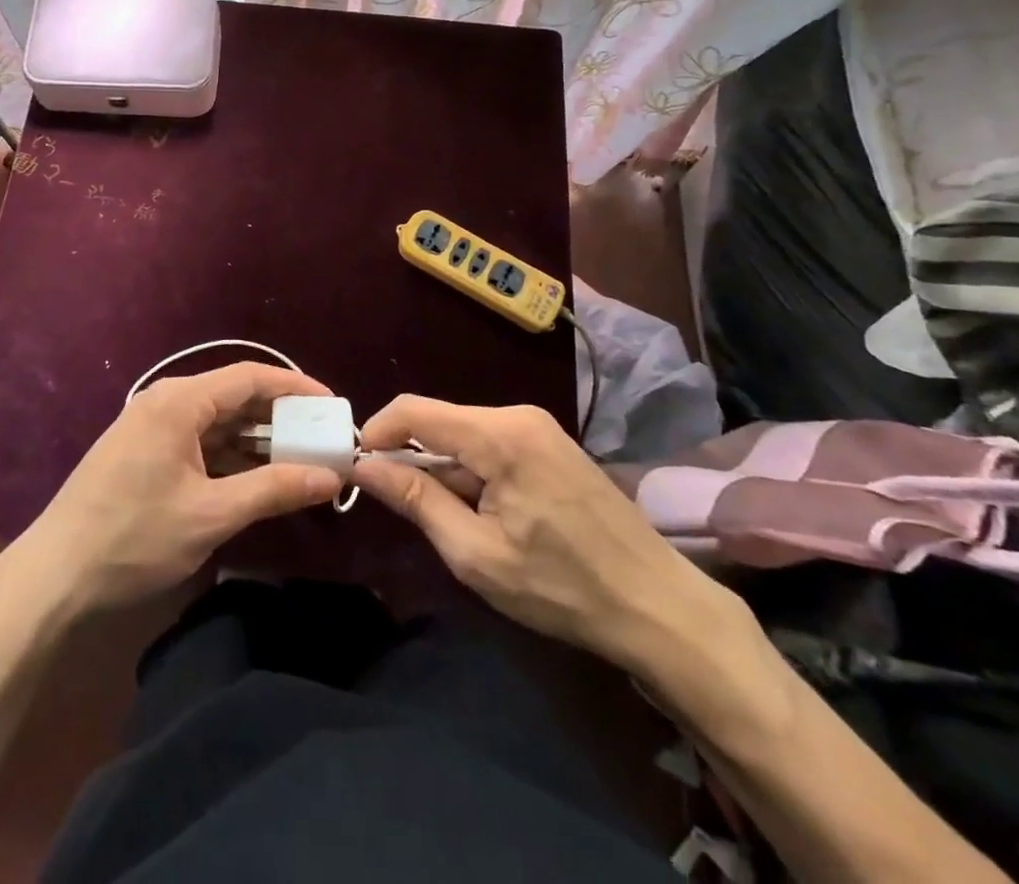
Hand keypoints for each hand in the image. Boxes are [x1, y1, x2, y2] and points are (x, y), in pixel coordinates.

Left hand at [15, 363, 342, 615]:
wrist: (53, 578)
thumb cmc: (134, 538)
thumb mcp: (211, 514)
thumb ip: (273, 489)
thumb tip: (329, 476)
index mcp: (179, 401)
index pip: (250, 377)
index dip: (295, 387)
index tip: (332, 406)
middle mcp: (165, 402)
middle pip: (234, 397)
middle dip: (279, 418)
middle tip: (321, 440)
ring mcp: (151, 427)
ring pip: (217, 422)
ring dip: (256, 441)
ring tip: (298, 462)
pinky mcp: (143, 453)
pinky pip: (198, 442)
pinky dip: (229, 457)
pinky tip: (255, 480)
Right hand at [353, 397, 739, 675]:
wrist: (660, 607)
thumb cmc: (562, 587)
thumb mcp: (476, 553)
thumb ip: (415, 501)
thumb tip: (363, 467)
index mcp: (499, 434)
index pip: (414, 411)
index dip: (377, 434)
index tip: (358, 471)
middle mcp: (517, 415)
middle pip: (440, 422)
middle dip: (413, 460)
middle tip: (407, 513)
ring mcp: (540, 427)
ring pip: (465, 435)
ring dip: (445, 471)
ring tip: (457, 525)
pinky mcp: (552, 445)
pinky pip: (492, 445)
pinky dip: (473, 472)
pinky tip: (488, 515)